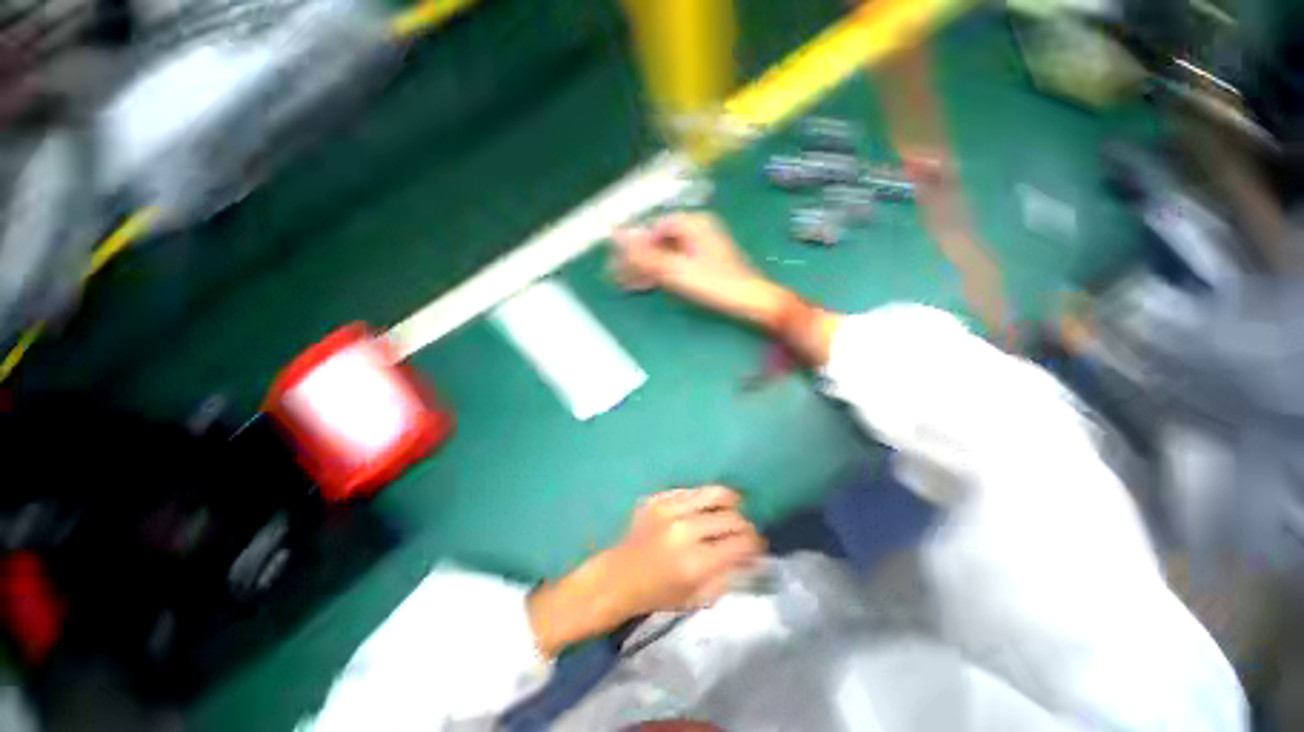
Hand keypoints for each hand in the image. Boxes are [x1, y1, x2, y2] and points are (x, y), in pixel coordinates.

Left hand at [528, 486, 763, 657]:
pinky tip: (705, 505)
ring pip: (713, 493)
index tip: (758, 544)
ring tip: (733, 506)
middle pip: (731, 516)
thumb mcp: (696, 598)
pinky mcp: (658, 498)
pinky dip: (704, 497)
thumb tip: (749, 556)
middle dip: (744, 524)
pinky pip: (691, 490)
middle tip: (745, 530)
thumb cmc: (655, 594)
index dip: (755, 543)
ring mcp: (669, 509)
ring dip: (729, 501)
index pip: (740, 543)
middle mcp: (685, 529)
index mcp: (696, 561)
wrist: (616, 576)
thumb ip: (726, 576)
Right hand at [611, 213, 787, 327]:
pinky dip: (662, 273)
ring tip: (628, 284)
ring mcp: (701, 245)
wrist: (751, 300)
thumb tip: (615, 236)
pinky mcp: (704, 261)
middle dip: (638, 261)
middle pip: (658, 242)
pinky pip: (676, 263)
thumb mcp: (676, 270)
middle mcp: (697, 229)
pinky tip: (648, 284)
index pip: (653, 229)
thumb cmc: (716, 284)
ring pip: (666, 254)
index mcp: (692, 223)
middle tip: (618, 277)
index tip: (618, 264)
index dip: (633, 246)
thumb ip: (645, 254)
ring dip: (647, 269)